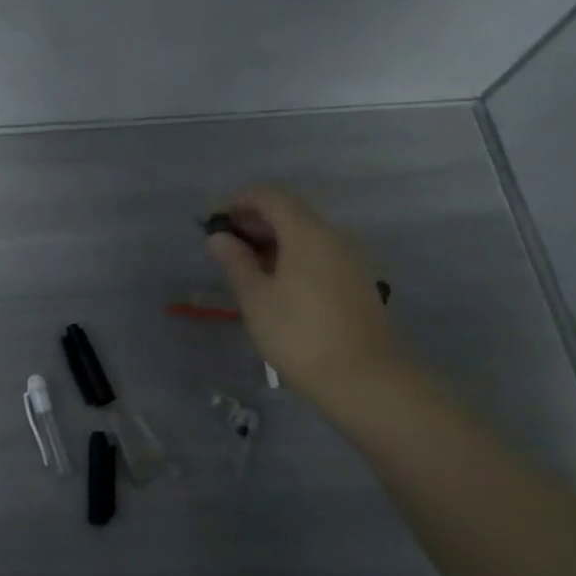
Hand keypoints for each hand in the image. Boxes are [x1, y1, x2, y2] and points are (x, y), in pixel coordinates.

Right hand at [207, 185, 403, 403]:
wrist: (363, 378)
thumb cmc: (299, 335)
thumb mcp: (256, 299)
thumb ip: (236, 262)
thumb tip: (219, 238)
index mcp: (307, 234)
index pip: (270, 197)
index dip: (238, 200)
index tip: (211, 218)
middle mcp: (333, 236)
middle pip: (289, 212)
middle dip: (253, 220)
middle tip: (221, 242)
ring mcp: (349, 258)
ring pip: (304, 234)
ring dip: (271, 239)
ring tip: (241, 263)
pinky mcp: (355, 280)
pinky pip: (317, 253)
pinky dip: (290, 255)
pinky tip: (272, 281)